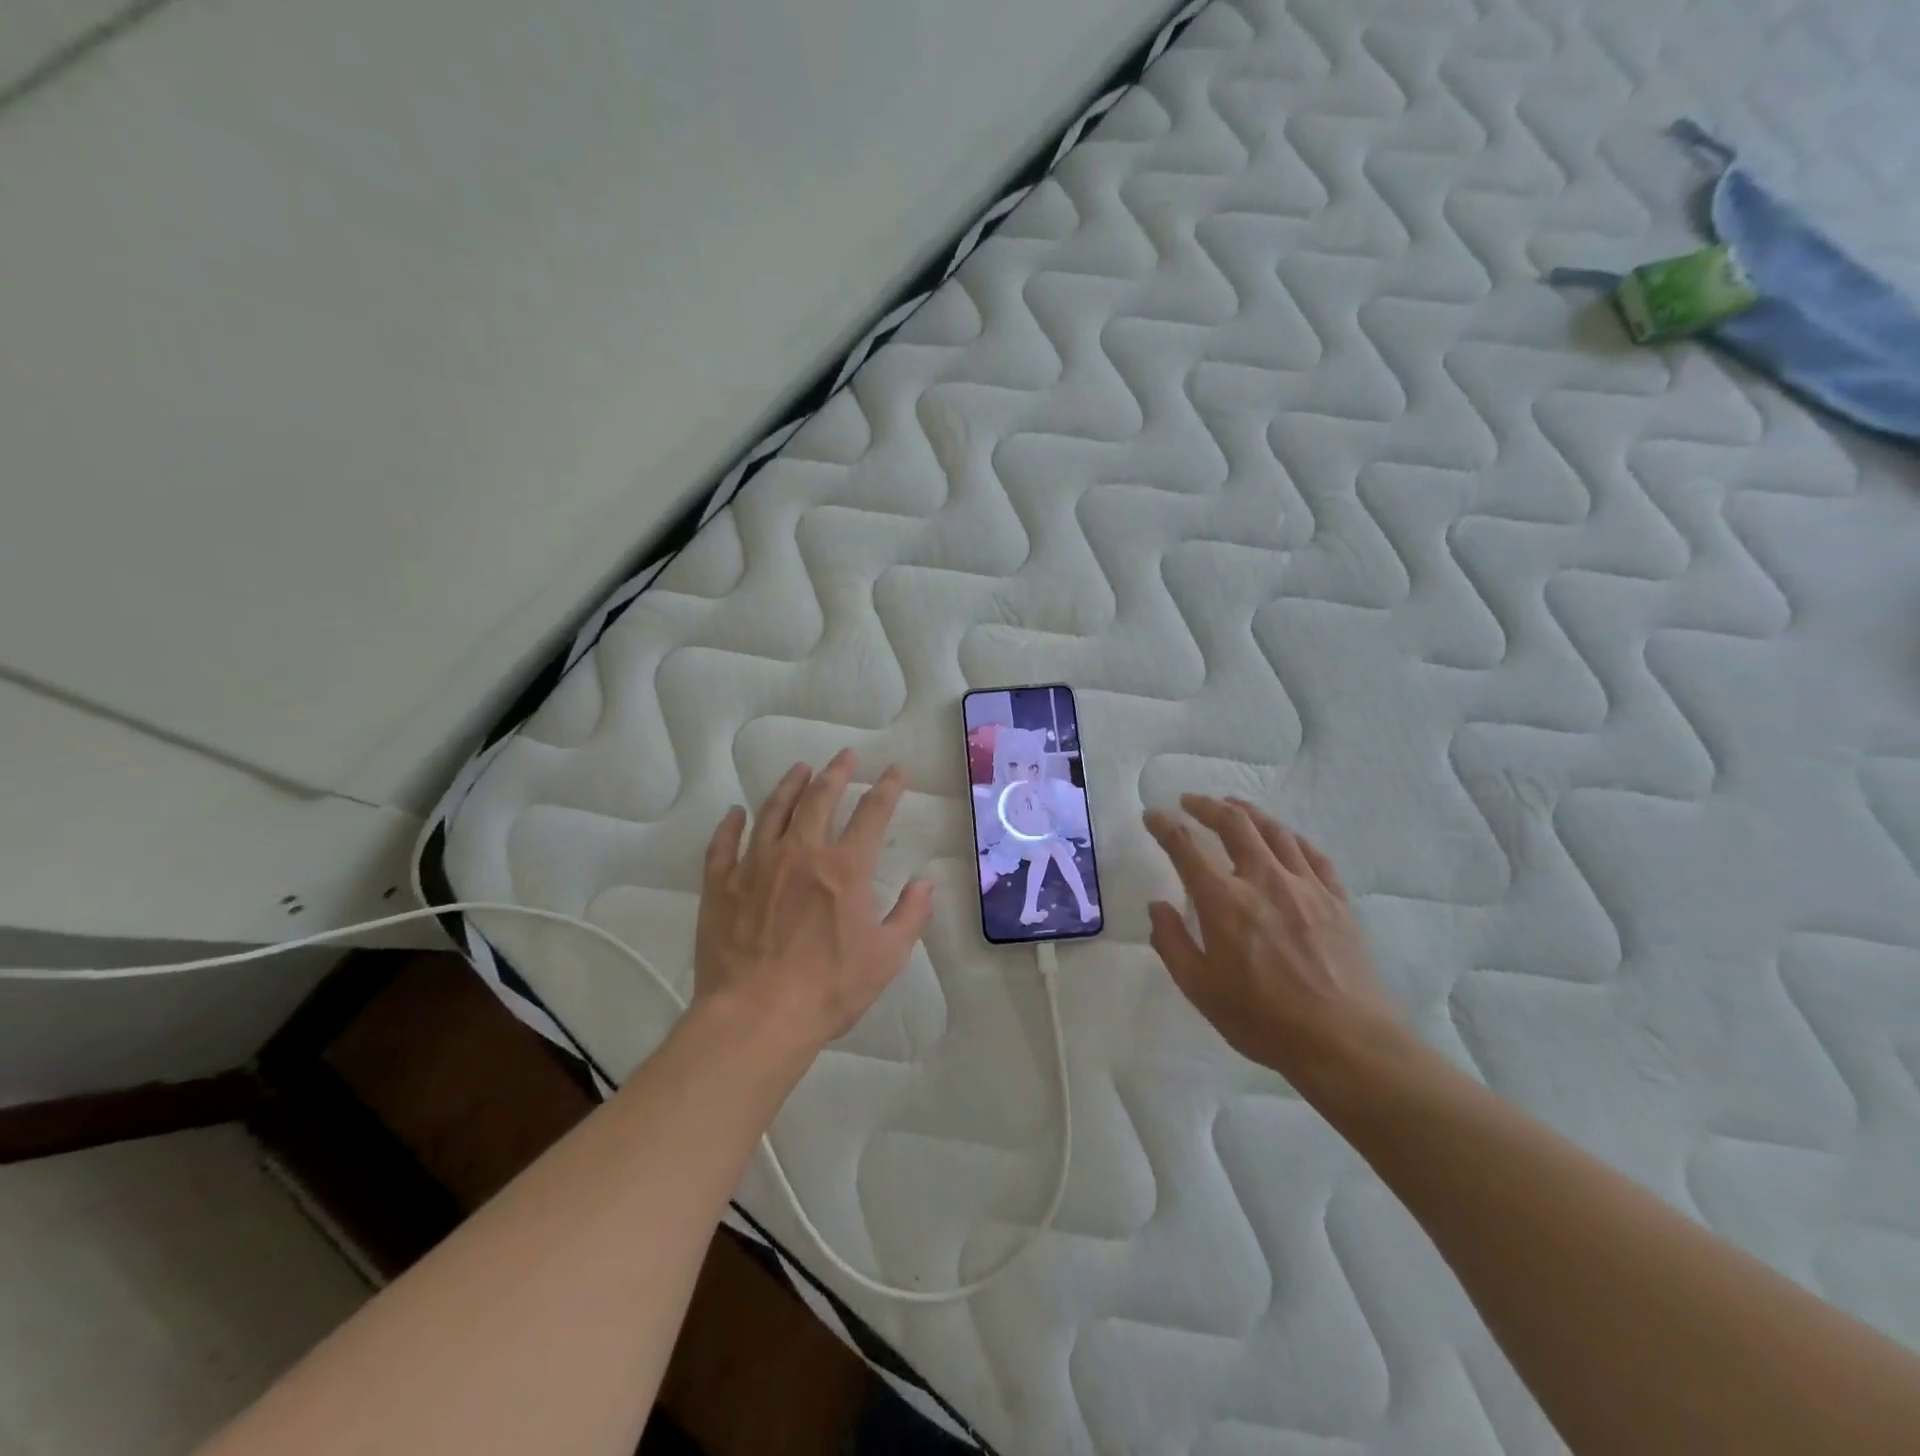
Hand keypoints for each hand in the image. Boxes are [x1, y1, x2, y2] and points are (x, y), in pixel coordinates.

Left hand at [695, 750, 933, 1055]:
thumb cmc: (828, 989)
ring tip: (799, 769)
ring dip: (789, 786)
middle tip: (845, 756)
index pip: (872, 814)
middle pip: (819, 799)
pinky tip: (735, 813)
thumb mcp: (886, 957)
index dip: (887, 788)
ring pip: (773, 811)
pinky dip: (730, 825)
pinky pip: (723, 844)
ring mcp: (756, 865)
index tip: (896, 770)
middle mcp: (800, 853)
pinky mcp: (722, 885)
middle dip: (836, 773)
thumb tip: (926, 882)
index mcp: (844, 868)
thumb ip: (911, 915)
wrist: (756, 1017)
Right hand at [1144, 795, 1402, 1081]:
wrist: (1345, 1042)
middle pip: (1234, 824)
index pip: (1186, 848)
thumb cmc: (1263, 1019)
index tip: (1152, 815)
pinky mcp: (1336, 899)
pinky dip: (1291, 837)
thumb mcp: (1200, 989)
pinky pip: (1312, 854)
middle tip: (1190, 801)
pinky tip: (1284, 838)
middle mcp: (1263, 880)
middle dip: (1207, 806)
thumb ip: (1172, 943)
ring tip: (1233, 805)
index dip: (1165, 827)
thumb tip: (1158, 907)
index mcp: (1224, 901)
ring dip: (1248, 812)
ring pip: (1274, 831)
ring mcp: (1305, 886)